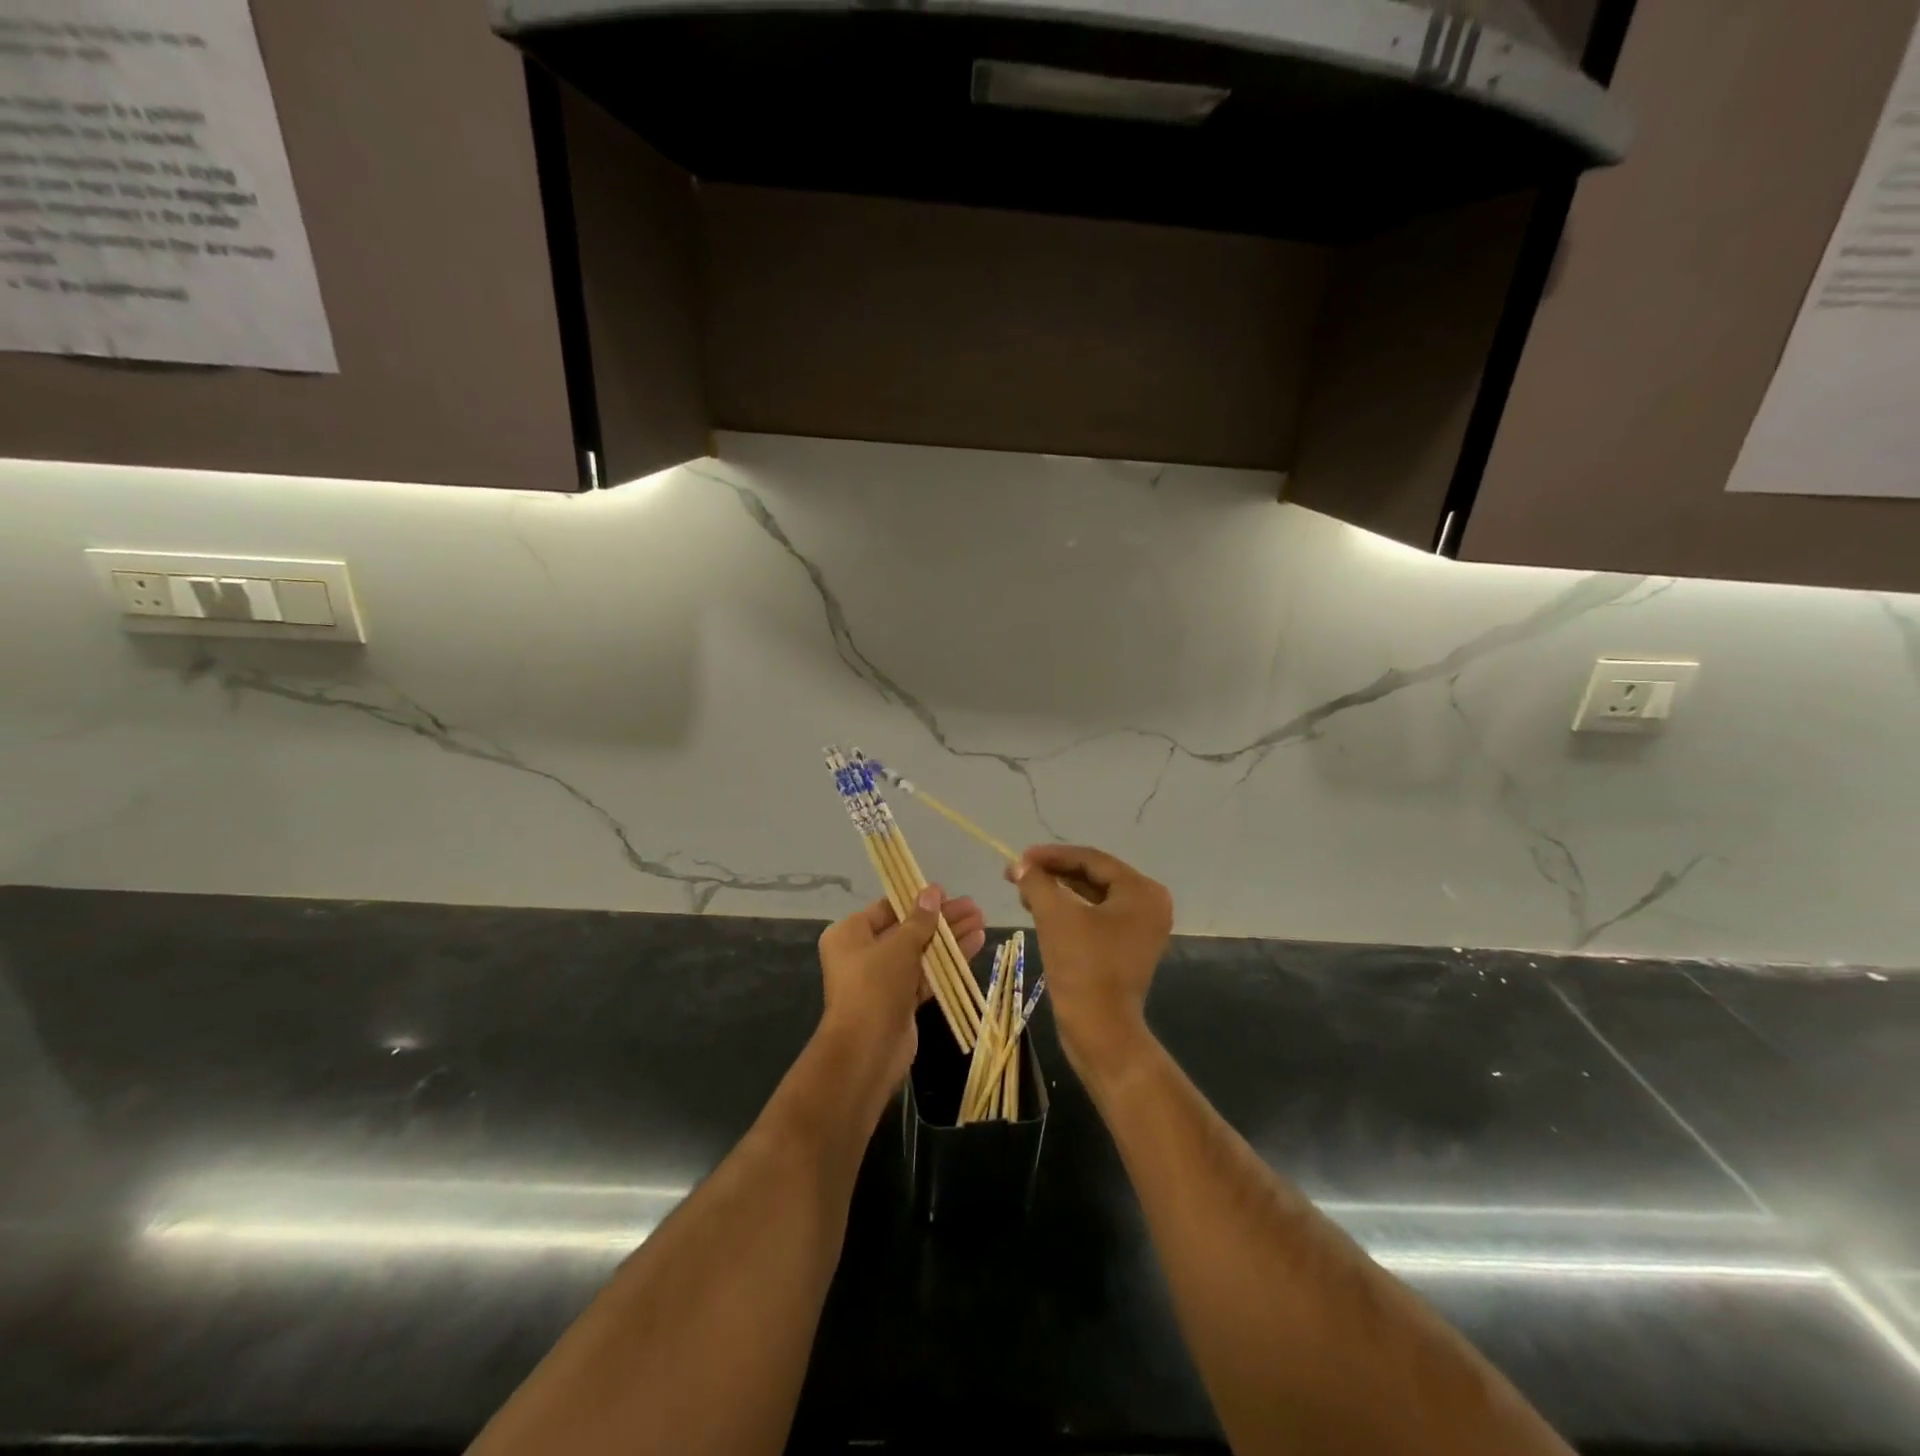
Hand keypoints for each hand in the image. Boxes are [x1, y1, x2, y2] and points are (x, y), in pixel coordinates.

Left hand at [816, 888, 985, 1093]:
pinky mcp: (901, 1000)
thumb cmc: (875, 985)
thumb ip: (920, 919)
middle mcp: (863, 953)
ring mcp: (883, 979)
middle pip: (908, 929)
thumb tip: (933, 891)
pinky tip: (976, 944)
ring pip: (921, 952)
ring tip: (981, 921)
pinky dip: (949, 961)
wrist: (867, 1050)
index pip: (888, 908)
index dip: (918, 900)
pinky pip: (927, 974)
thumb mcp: (899, 945)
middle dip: (942, 919)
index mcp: (850, 933)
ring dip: (950, 938)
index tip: (947, 893)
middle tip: (973, 907)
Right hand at [1009, 845, 1171, 1083]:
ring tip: (1024, 890)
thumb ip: (1037, 882)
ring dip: (1058, 891)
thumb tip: (1020, 865)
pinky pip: (1096, 917)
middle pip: (1094, 876)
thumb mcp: (1055, 916)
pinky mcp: (1127, 948)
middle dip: (1054, 873)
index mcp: (1141, 891)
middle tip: (1019, 873)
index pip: (1091, 859)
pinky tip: (1040, 909)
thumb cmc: (1083, 966)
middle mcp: (1149, 904)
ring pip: (1093, 896)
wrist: (1100, 1030)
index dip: (1052, 855)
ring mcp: (1140, 928)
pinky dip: (1069, 911)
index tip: (1020, 857)